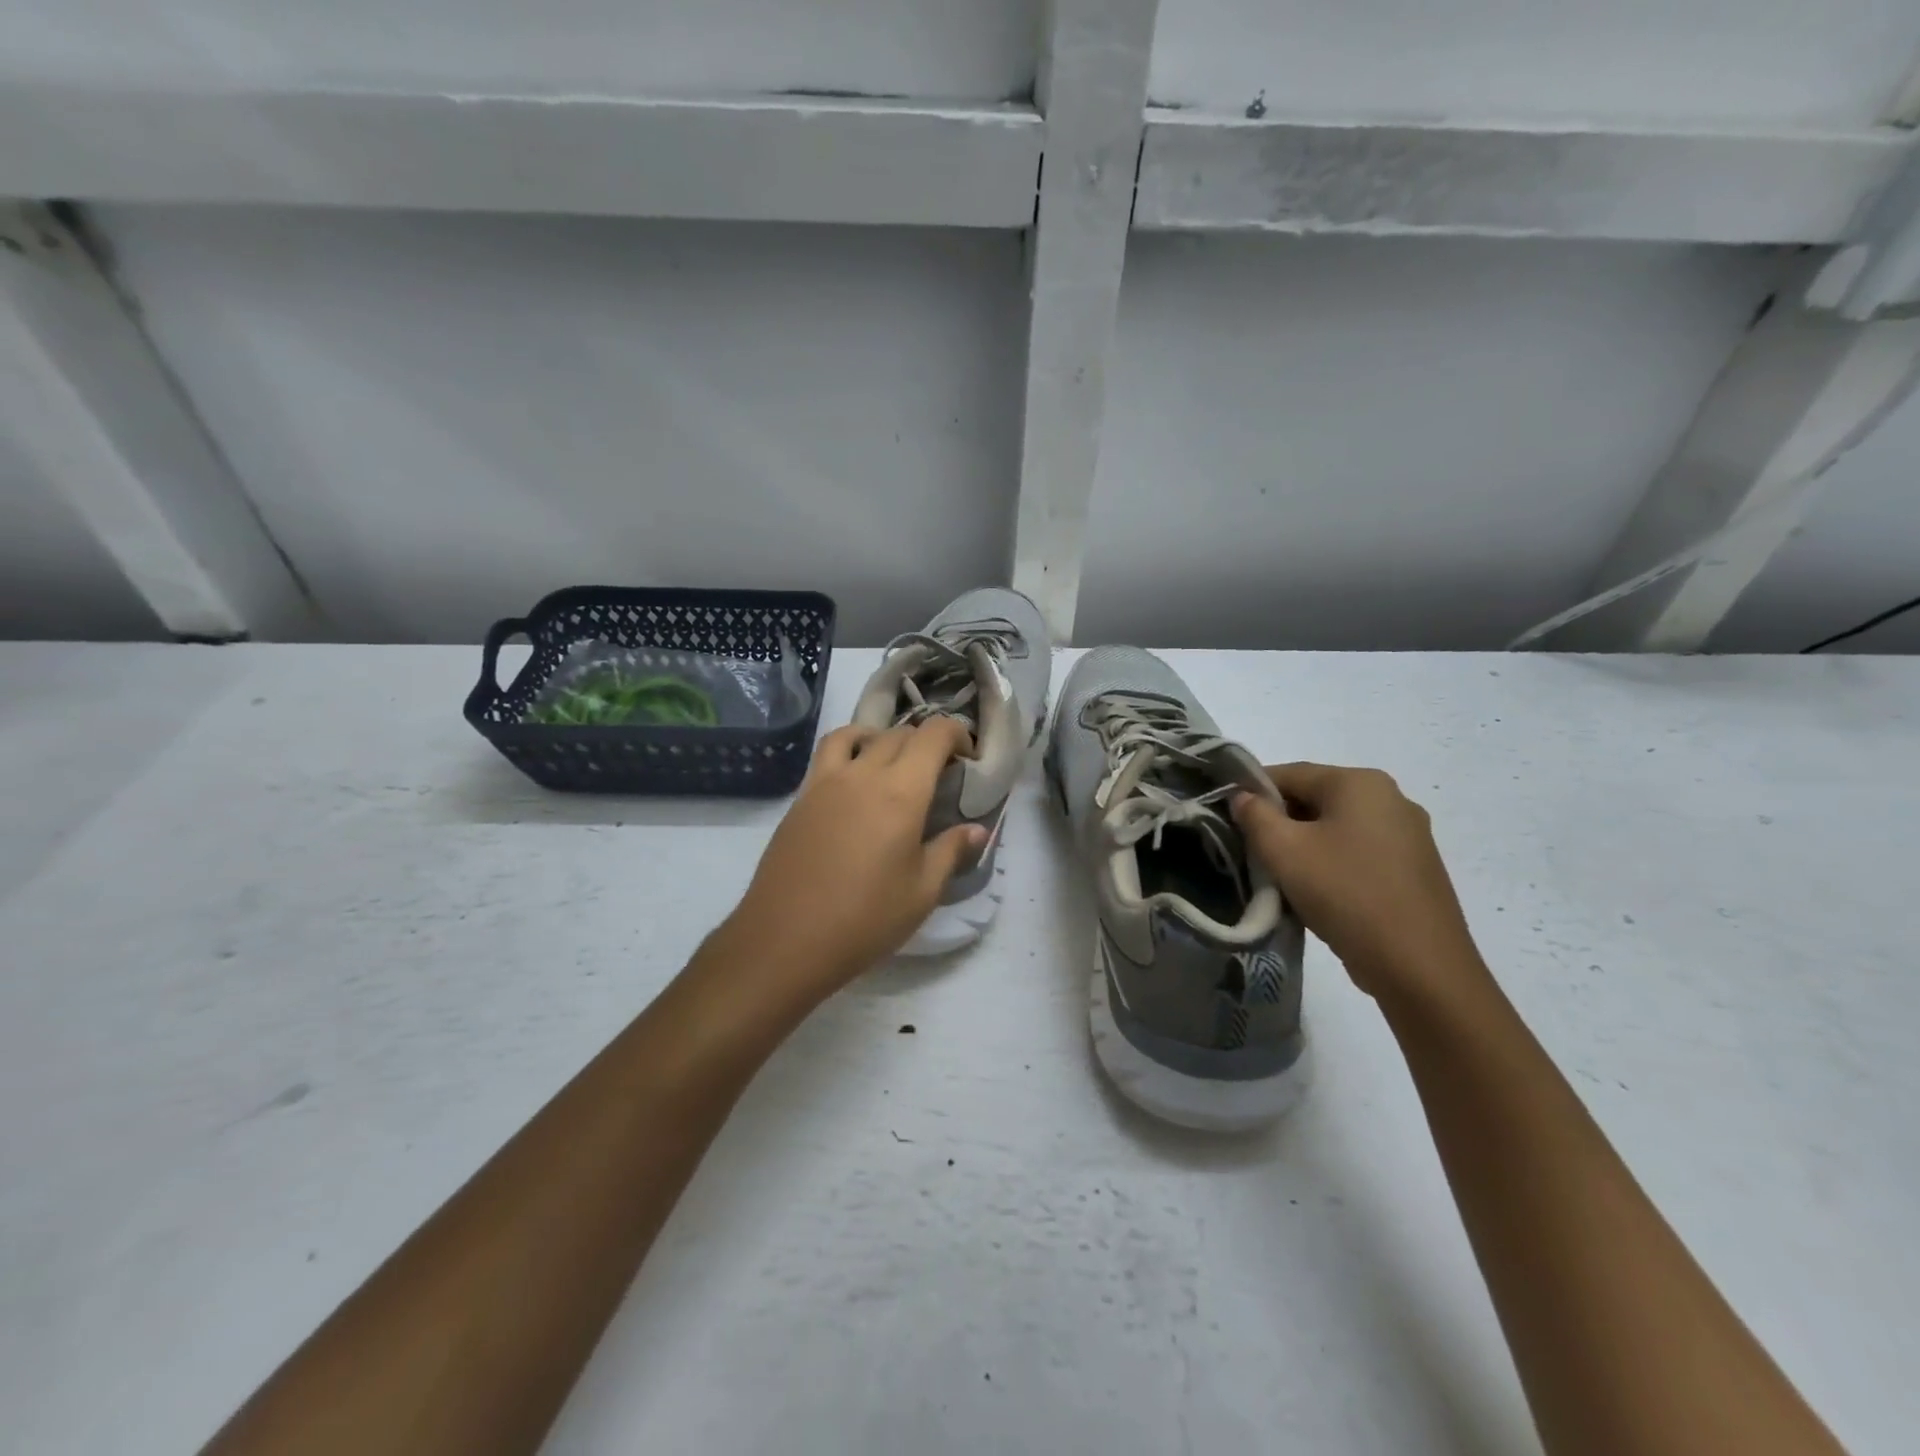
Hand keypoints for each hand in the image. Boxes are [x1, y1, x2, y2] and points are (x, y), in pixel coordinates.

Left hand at [723, 718, 986, 1002]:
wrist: (786, 940)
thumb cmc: (865, 920)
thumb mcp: (922, 892)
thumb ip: (950, 851)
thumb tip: (976, 830)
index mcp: (901, 793)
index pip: (933, 735)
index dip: (957, 734)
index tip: (968, 757)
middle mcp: (863, 774)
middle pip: (899, 734)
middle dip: (926, 743)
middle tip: (939, 773)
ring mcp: (826, 782)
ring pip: (859, 734)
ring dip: (884, 738)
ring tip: (893, 764)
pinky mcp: (801, 797)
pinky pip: (827, 752)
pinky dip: (849, 748)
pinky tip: (854, 781)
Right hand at [1232, 763, 1489, 1007]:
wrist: (1419, 967)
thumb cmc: (1345, 894)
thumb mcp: (1284, 851)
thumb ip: (1255, 815)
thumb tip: (1243, 797)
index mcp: (1360, 783)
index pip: (1290, 773)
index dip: (1251, 791)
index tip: (1227, 818)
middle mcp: (1391, 798)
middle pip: (1315, 798)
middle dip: (1279, 821)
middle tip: (1251, 851)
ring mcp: (1409, 834)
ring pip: (1337, 827)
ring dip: (1304, 845)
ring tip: (1281, 876)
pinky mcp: (1416, 869)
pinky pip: (1359, 852)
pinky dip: (1332, 863)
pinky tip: (1318, 893)